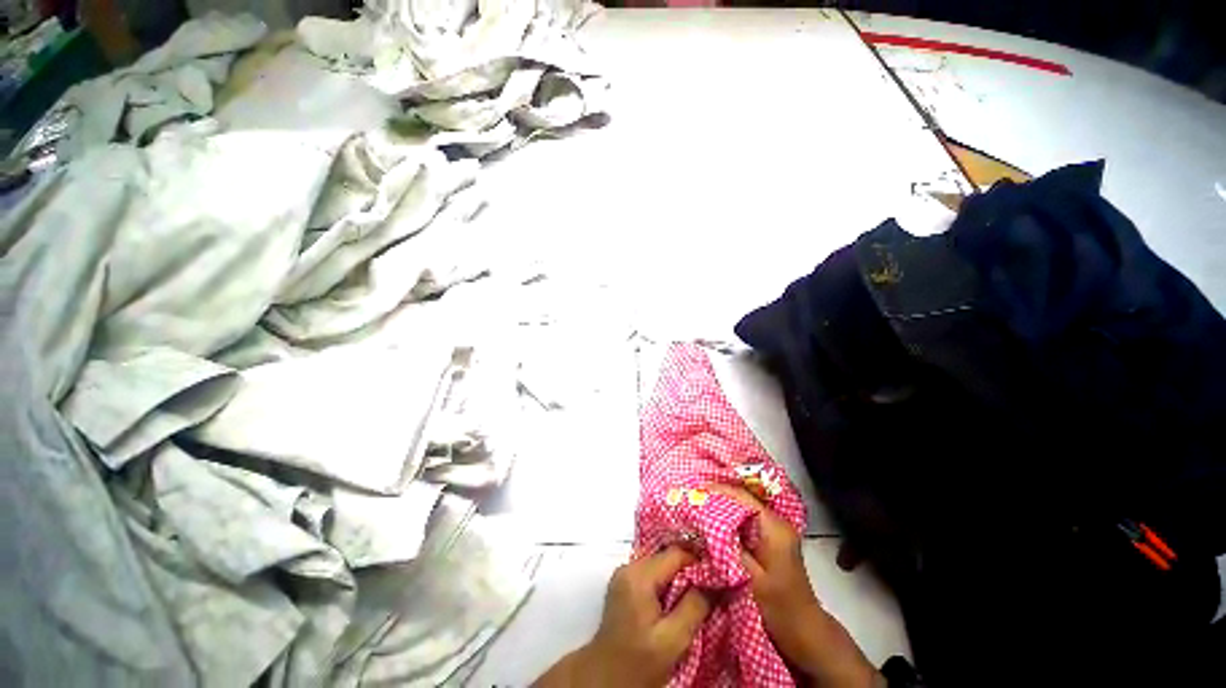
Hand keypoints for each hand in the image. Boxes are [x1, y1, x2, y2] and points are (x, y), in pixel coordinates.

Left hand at [534, 547, 710, 687]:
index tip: (719, 574)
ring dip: (679, 576)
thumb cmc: (638, 662)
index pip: (675, 554)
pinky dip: (667, 581)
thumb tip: (713, 582)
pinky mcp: (625, 585)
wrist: (605, 678)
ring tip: (699, 591)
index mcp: (638, 576)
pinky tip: (679, 597)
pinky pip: (652, 573)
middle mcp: (629, 567)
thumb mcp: (672, 640)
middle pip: (667, 557)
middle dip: (690, 569)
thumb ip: (694, 607)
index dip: (699, 562)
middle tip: (712, 583)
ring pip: (660, 564)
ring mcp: (624, 575)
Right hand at [708, 485, 882, 687]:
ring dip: (720, 507)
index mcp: (775, 528)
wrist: (804, 633)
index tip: (694, 491)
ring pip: (741, 509)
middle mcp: (775, 523)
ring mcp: (772, 532)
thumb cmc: (780, 608)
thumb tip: (706, 523)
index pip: (743, 498)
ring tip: (696, 506)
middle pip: (742, 499)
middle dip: (717, 496)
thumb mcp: (753, 579)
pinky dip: (726, 520)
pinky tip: (709, 524)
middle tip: (691, 497)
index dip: (718, 491)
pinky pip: (743, 522)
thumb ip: (730, 549)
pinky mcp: (767, 542)